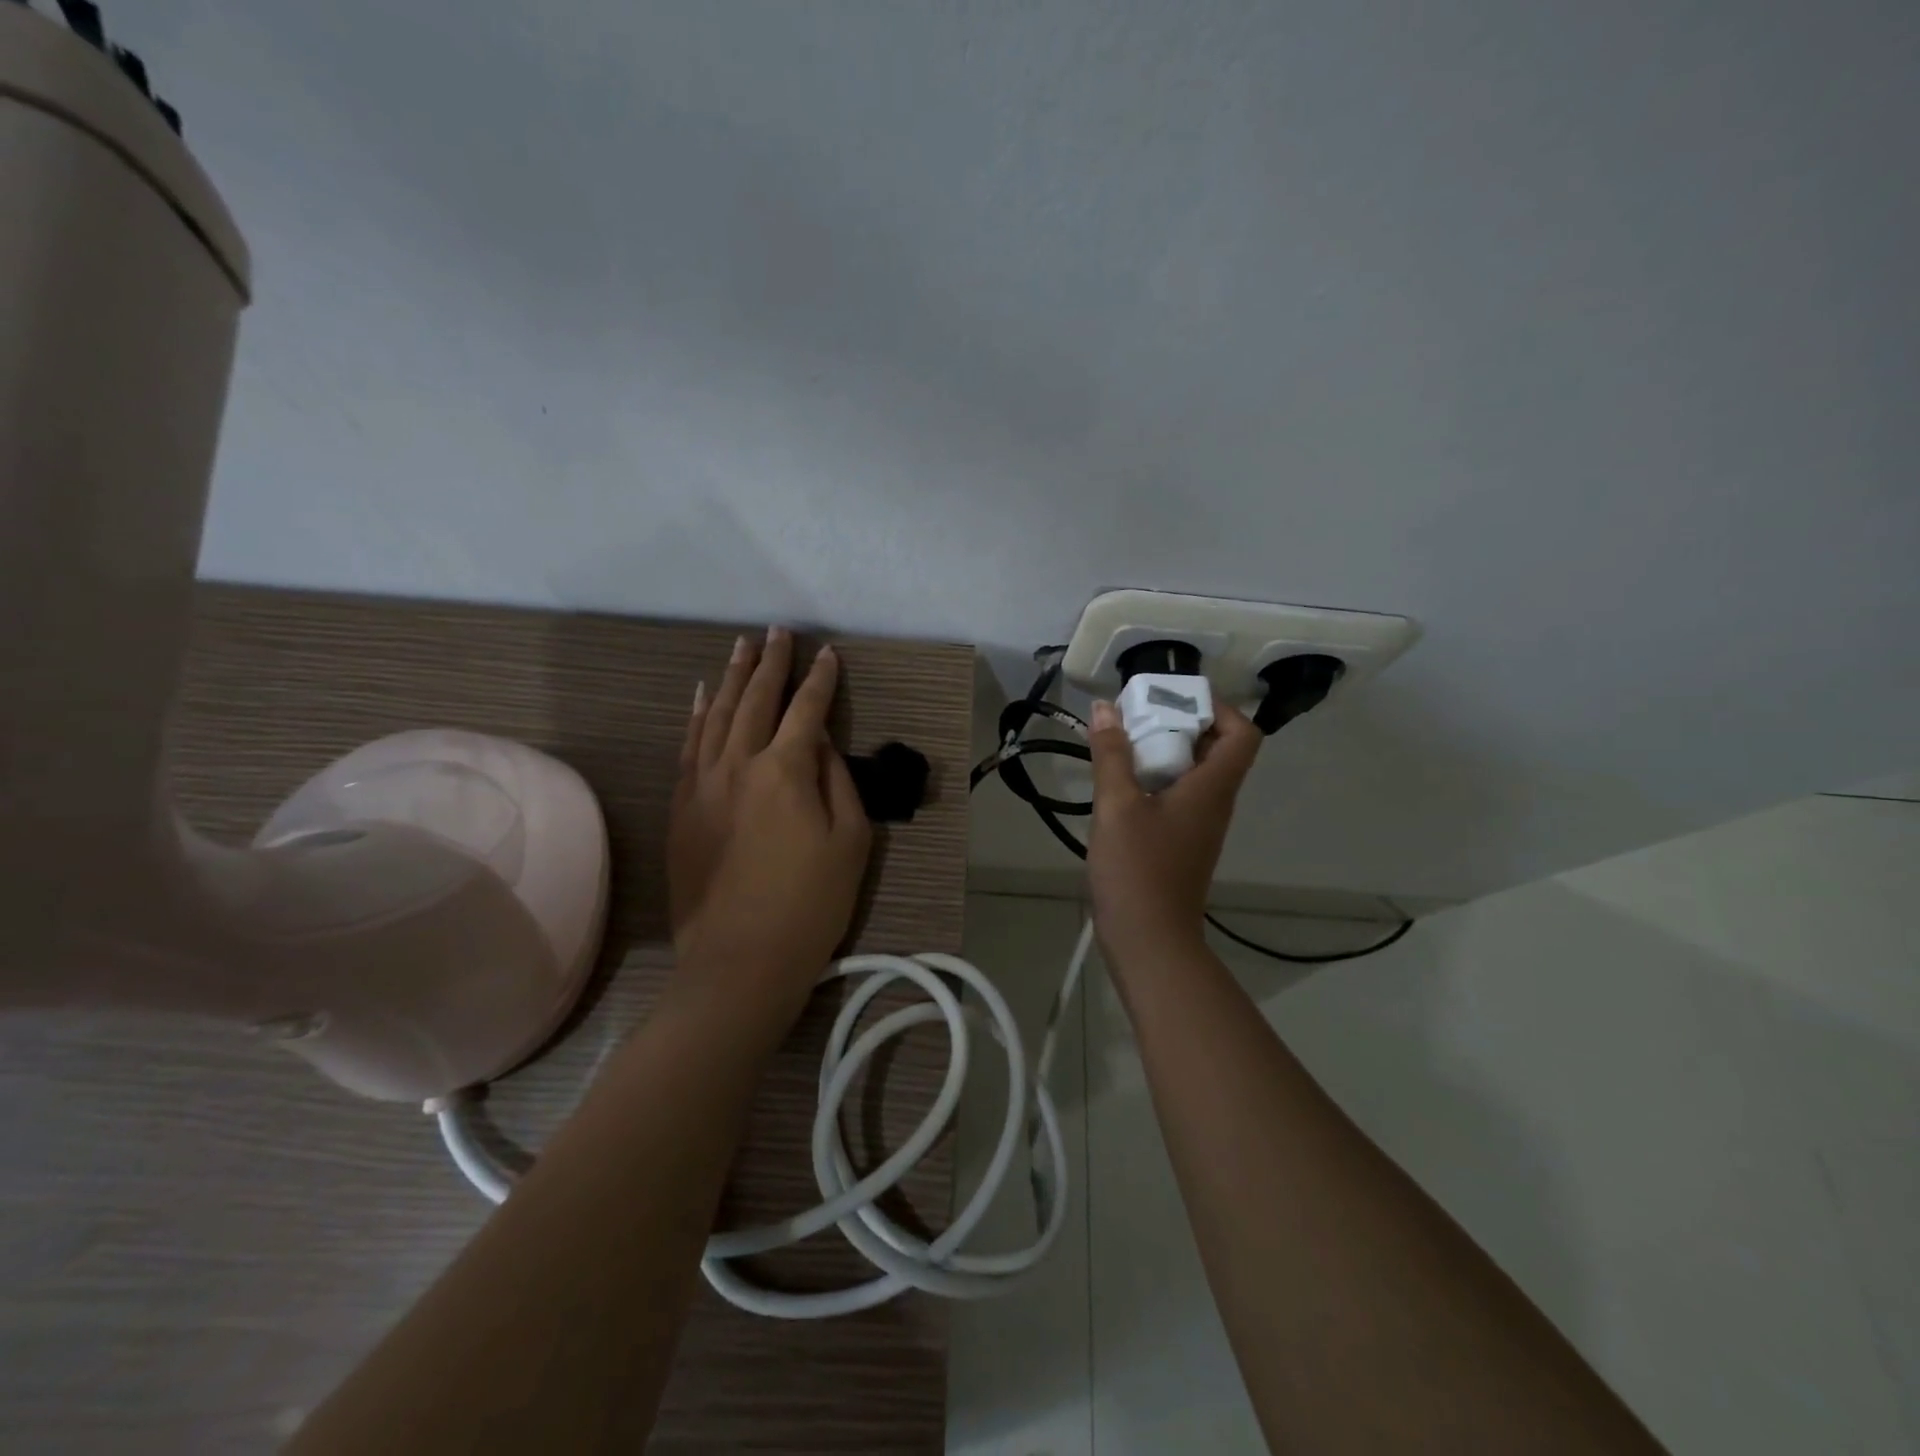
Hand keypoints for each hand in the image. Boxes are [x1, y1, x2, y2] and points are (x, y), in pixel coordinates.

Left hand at [669, 628, 871, 1021]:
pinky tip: (700, 695)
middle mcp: (738, 764)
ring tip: (741, 646)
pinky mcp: (682, 806)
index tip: (828, 653)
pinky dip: (695, 715)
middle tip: (778, 631)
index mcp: (785, 771)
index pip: (806, 710)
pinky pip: (687, 746)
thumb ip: (836, 782)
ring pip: (715, 715)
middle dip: (770, 663)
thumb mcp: (849, 842)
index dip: (820, 680)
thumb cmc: (810, 905)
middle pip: (755, 700)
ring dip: (730, 677)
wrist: (740, 962)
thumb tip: (820, 745)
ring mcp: (702, 784)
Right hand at [1086, 698, 1262, 963]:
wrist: (1149, 940)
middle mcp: (1215, 802)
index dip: (1217, 707)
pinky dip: (1154, 779)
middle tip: (1138, 715)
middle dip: (1179, 724)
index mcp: (1212, 788)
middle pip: (1216, 749)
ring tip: (1121, 742)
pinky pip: (1177, 796)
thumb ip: (1111, 755)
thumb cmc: (1138, 869)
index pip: (1242, 733)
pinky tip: (1119, 782)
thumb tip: (1106, 708)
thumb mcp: (1117, 806)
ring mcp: (1198, 825)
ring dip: (1163, 751)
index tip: (1175, 697)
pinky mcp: (1181, 842)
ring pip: (1194, 773)